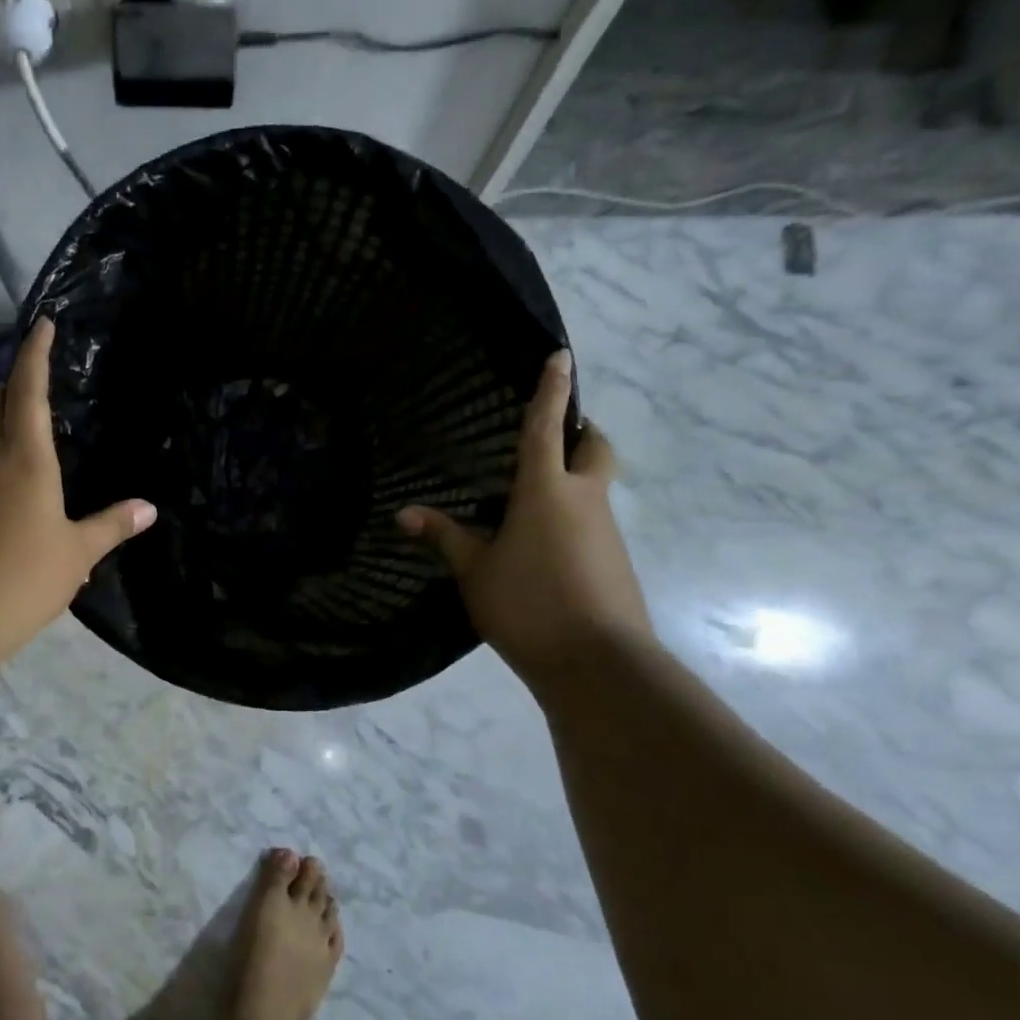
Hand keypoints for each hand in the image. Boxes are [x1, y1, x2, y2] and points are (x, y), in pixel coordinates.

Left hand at [0, 318, 155, 668]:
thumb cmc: (21, 576)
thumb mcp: (77, 553)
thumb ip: (111, 527)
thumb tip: (148, 509)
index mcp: (25, 459)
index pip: (28, 391)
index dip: (35, 354)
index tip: (42, 323)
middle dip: (10, 383)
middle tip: (36, 383)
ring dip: (1, 426)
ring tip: (33, 444)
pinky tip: (16, 500)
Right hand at [396, 350, 651, 685]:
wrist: (598, 663)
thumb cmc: (528, 604)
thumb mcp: (475, 571)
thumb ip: (444, 537)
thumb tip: (403, 513)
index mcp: (547, 491)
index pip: (547, 427)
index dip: (553, 389)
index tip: (562, 356)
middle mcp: (585, 500)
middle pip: (595, 449)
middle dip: (581, 431)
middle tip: (555, 432)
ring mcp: (606, 531)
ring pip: (596, 486)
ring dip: (575, 477)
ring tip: (534, 496)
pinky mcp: (615, 561)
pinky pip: (594, 521)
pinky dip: (575, 515)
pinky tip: (545, 543)